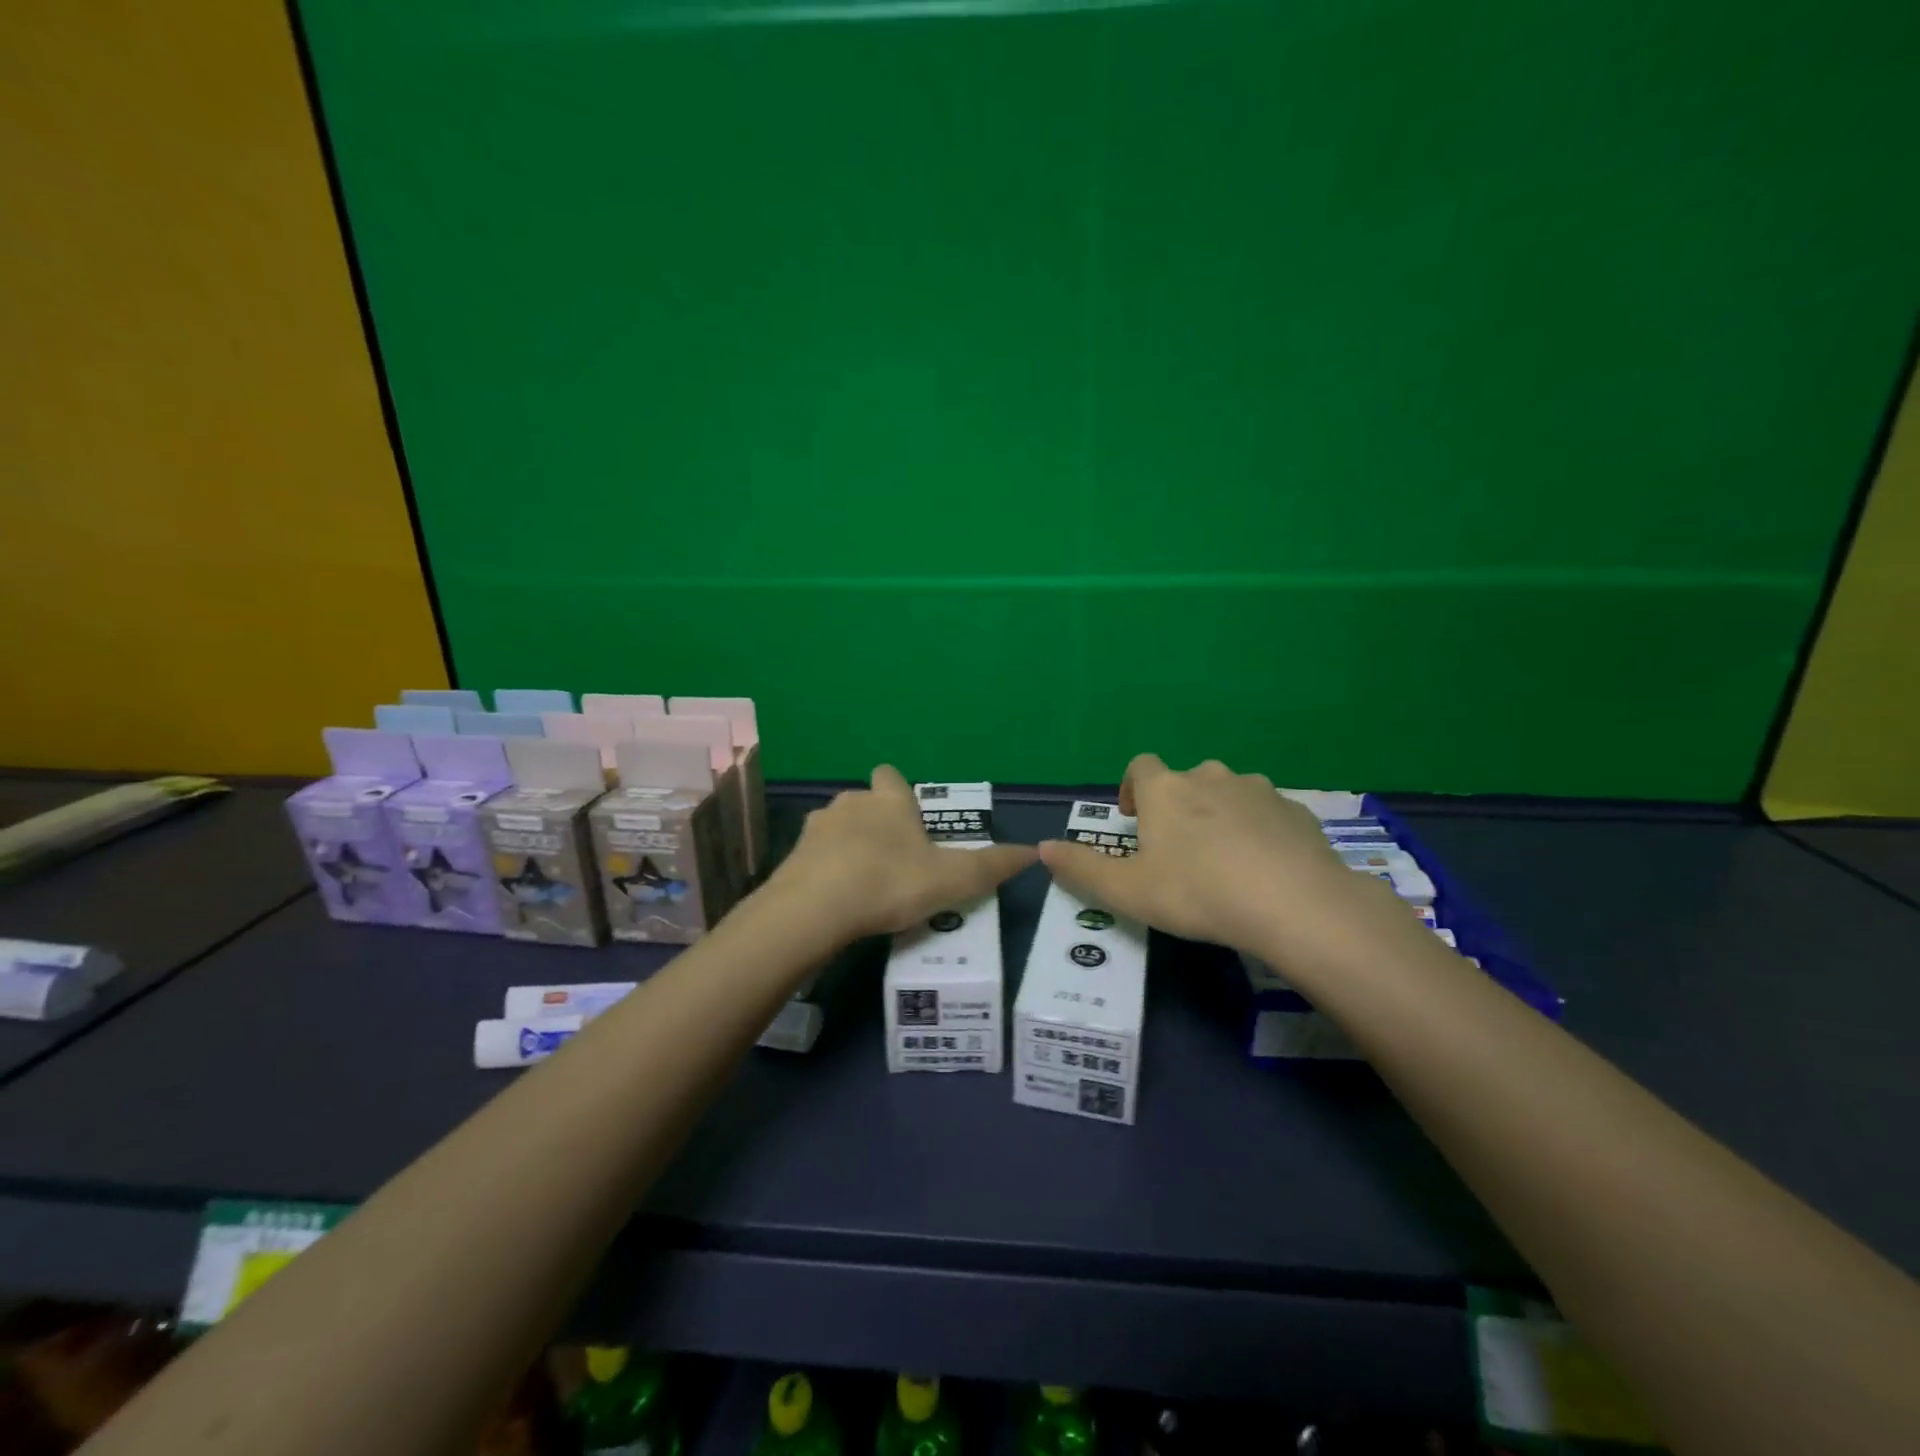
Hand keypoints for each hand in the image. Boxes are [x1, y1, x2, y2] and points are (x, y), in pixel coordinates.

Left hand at [766, 766, 1037, 941]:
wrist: (815, 909)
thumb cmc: (890, 882)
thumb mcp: (952, 879)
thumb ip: (992, 865)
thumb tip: (1033, 851)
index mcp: (888, 801)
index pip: (891, 776)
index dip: (899, 794)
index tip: (910, 821)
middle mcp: (850, 803)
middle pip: (864, 803)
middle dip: (877, 824)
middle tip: (895, 862)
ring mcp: (816, 828)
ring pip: (836, 828)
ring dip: (848, 847)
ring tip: (864, 884)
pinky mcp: (792, 856)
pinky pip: (814, 856)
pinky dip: (825, 870)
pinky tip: (836, 900)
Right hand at [1037, 754, 1421, 968]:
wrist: (1294, 902)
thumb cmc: (1196, 892)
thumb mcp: (1128, 890)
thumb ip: (1081, 867)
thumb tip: (1041, 848)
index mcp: (1166, 790)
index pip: (1140, 766)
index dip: (1133, 788)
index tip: (1136, 820)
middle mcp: (1210, 776)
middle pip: (1185, 780)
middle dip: (1177, 807)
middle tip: (1177, 852)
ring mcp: (1258, 790)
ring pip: (1229, 793)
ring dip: (1219, 816)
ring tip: (1223, 861)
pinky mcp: (1296, 811)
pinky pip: (1267, 814)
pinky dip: (1259, 831)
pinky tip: (1263, 870)